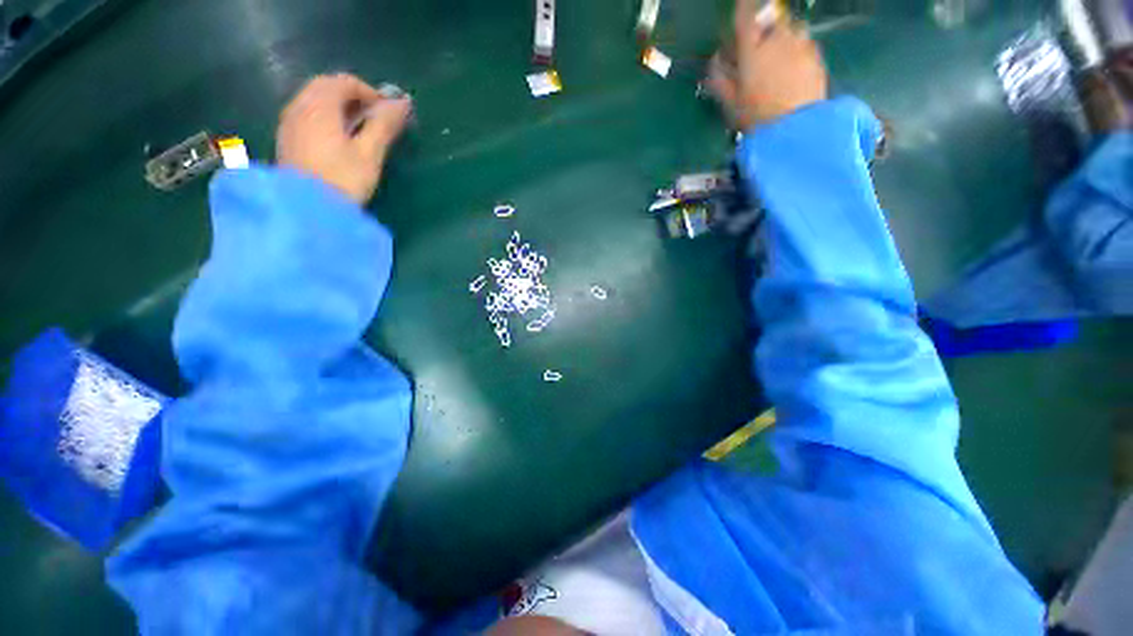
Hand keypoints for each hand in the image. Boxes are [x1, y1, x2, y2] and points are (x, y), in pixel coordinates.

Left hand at [276, 73, 412, 204]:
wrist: (306, 211)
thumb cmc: (342, 180)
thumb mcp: (370, 154)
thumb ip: (384, 126)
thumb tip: (403, 103)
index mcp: (320, 105)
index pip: (346, 82)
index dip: (371, 92)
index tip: (388, 114)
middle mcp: (300, 106)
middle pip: (326, 87)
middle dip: (353, 97)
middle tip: (374, 121)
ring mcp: (289, 123)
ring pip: (314, 101)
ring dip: (338, 108)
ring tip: (358, 132)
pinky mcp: (286, 140)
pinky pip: (306, 116)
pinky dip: (324, 119)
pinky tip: (337, 142)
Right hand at [706, 1, 827, 130]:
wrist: (795, 129)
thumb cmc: (756, 116)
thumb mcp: (730, 103)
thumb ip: (719, 79)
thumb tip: (714, 61)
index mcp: (752, 49)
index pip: (745, 17)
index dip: (742, 6)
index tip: (741, 3)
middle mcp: (777, 39)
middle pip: (771, 21)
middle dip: (764, 29)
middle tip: (759, 47)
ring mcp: (800, 45)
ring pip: (791, 29)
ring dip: (783, 38)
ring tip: (779, 58)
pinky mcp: (816, 56)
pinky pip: (805, 44)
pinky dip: (797, 50)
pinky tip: (794, 70)